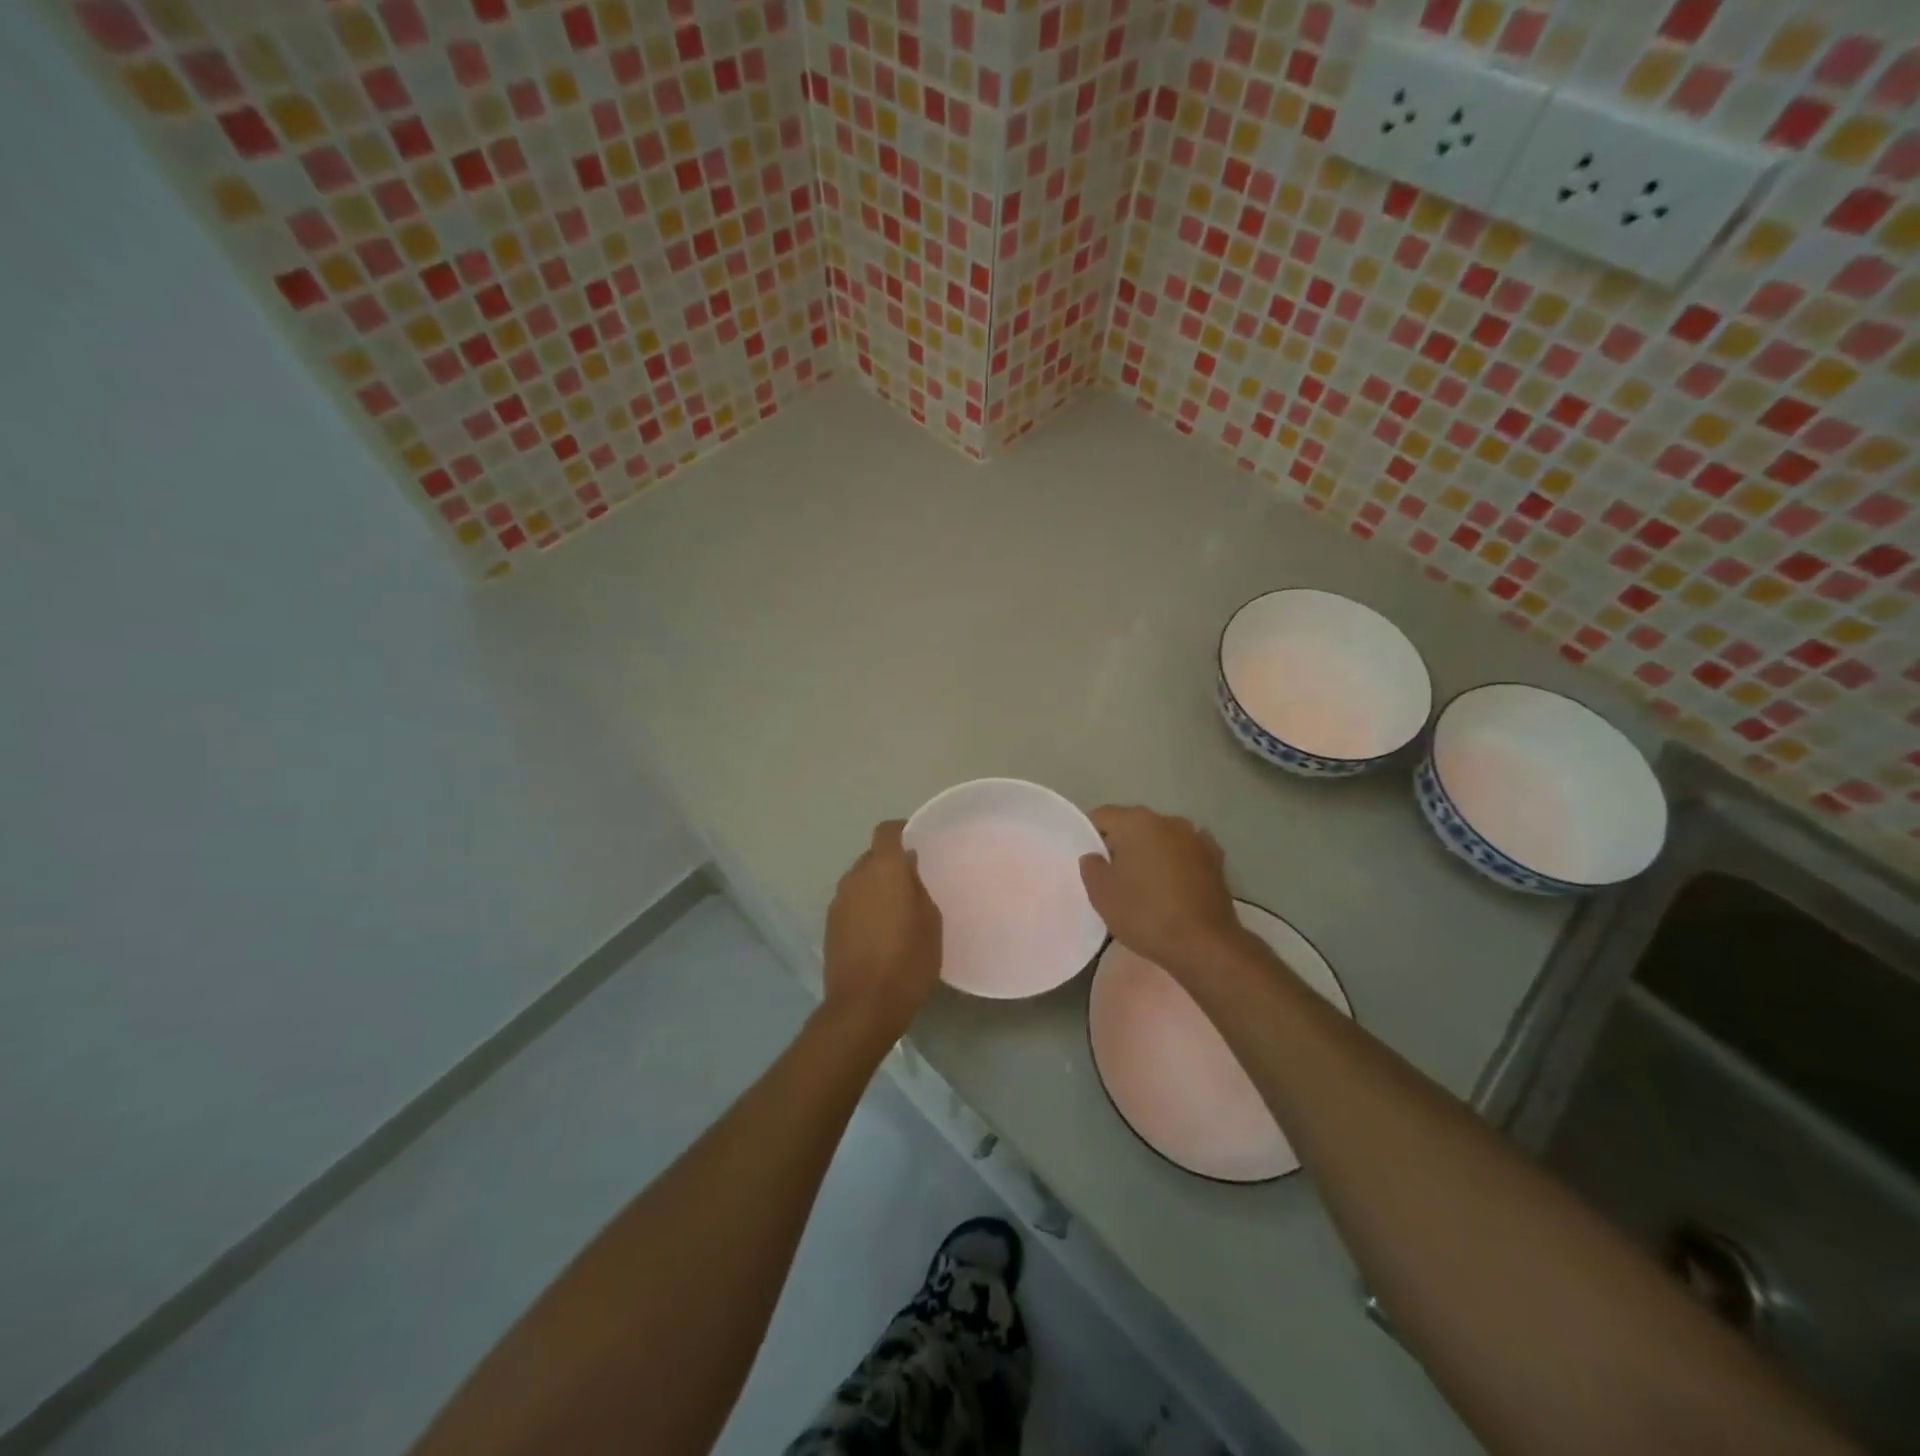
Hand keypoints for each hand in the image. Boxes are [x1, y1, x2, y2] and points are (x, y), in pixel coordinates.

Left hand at [822, 820, 942, 1044]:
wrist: (863, 1006)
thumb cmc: (908, 960)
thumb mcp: (931, 922)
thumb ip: (919, 888)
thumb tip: (908, 870)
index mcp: (883, 869)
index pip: (886, 831)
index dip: (901, 831)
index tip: (918, 842)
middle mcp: (855, 877)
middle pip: (872, 856)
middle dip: (890, 863)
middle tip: (912, 882)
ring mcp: (838, 902)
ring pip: (859, 880)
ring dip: (876, 886)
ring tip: (896, 909)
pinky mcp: (830, 925)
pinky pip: (851, 902)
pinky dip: (864, 906)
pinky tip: (879, 931)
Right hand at [1080, 806, 1247, 977]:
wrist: (1205, 945)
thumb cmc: (1146, 915)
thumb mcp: (1102, 896)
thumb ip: (1091, 868)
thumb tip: (1095, 857)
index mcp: (1136, 822)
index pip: (1102, 816)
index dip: (1090, 836)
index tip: (1090, 863)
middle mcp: (1168, 820)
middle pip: (1133, 825)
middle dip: (1121, 845)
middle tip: (1112, 876)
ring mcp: (1196, 838)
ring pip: (1161, 839)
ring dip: (1150, 853)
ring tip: (1144, 885)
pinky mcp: (1216, 859)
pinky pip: (1184, 854)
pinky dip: (1175, 864)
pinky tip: (1172, 889)